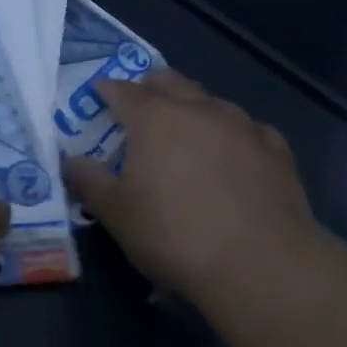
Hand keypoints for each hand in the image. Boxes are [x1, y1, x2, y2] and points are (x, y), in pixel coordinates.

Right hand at [64, 67, 321, 305]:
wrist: (262, 264)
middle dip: (152, 88)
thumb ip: (89, 182)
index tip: (100, 96)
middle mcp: (197, 108)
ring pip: (211, 101)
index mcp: (153, 117)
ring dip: (194, 109)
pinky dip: (233, 136)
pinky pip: (248, 129)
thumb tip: (71, 161)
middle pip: (169, 82)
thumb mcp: (117, 215)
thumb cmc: (175, 235)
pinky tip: (235, 158)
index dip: (107, 91)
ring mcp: (241, 124)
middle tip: (142, 107)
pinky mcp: (275, 148)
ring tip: (188, 134)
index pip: (122, 90)